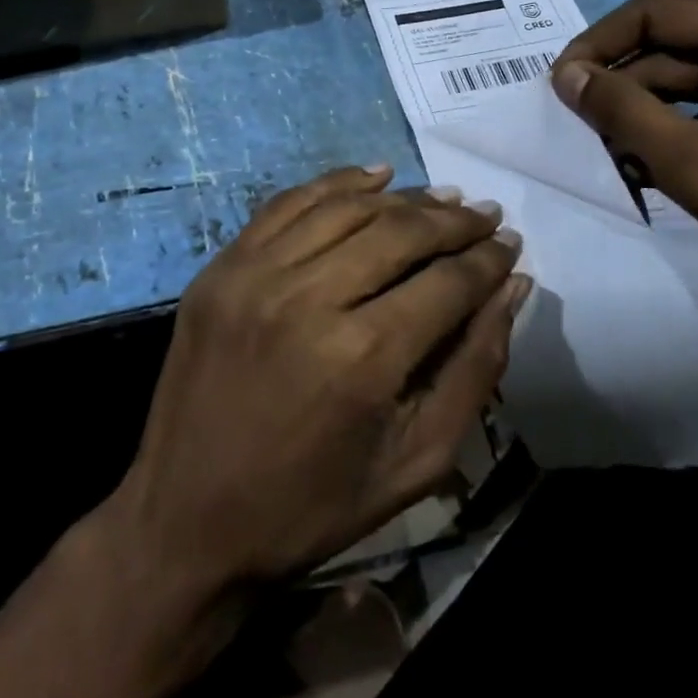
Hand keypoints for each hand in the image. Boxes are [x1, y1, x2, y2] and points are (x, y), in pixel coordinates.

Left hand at [0, 167, 528, 697]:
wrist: (185, 519)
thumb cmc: (311, 507)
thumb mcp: (414, 464)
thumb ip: (474, 371)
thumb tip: (512, 288)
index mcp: (362, 358)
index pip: (447, 282)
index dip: (487, 260)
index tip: (509, 246)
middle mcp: (307, 298)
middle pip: (400, 232)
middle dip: (454, 221)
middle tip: (484, 217)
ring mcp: (255, 274)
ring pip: (347, 207)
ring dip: (404, 198)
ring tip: (440, 198)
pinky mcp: (221, 267)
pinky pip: (288, 204)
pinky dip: (337, 184)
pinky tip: (374, 178)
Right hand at [551, 0, 697, 316]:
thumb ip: (625, 114)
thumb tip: (567, 76)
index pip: (651, 13)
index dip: (596, 46)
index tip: (559, 88)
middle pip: (672, 48)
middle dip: (623, 89)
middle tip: (581, 134)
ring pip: (695, 83)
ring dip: (650, 116)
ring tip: (613, 160)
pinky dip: (686, 132)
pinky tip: (659, 171)